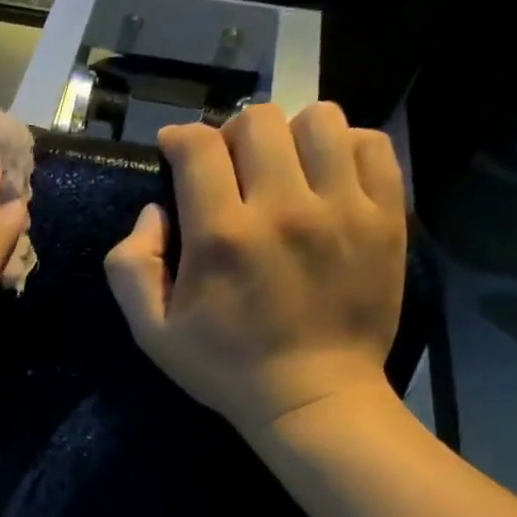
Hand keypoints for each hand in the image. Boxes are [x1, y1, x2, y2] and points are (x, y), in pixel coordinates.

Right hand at [104, 102, 406, 440]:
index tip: (176, 152)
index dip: (180, 139)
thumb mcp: (152, 334)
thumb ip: (131, 268)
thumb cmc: (225, 367)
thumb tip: (153, 212)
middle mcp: (283, 208)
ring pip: (318, 119)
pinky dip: (343, 148)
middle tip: (227, 168)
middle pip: (256, 120)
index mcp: (220, 237)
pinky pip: (370, 144)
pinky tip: (325, 179)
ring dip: (289, 135)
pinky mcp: (384, 216)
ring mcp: (342, 208)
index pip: (198, 147)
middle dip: (230, 135)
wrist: (313, 397)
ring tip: (282, 170)